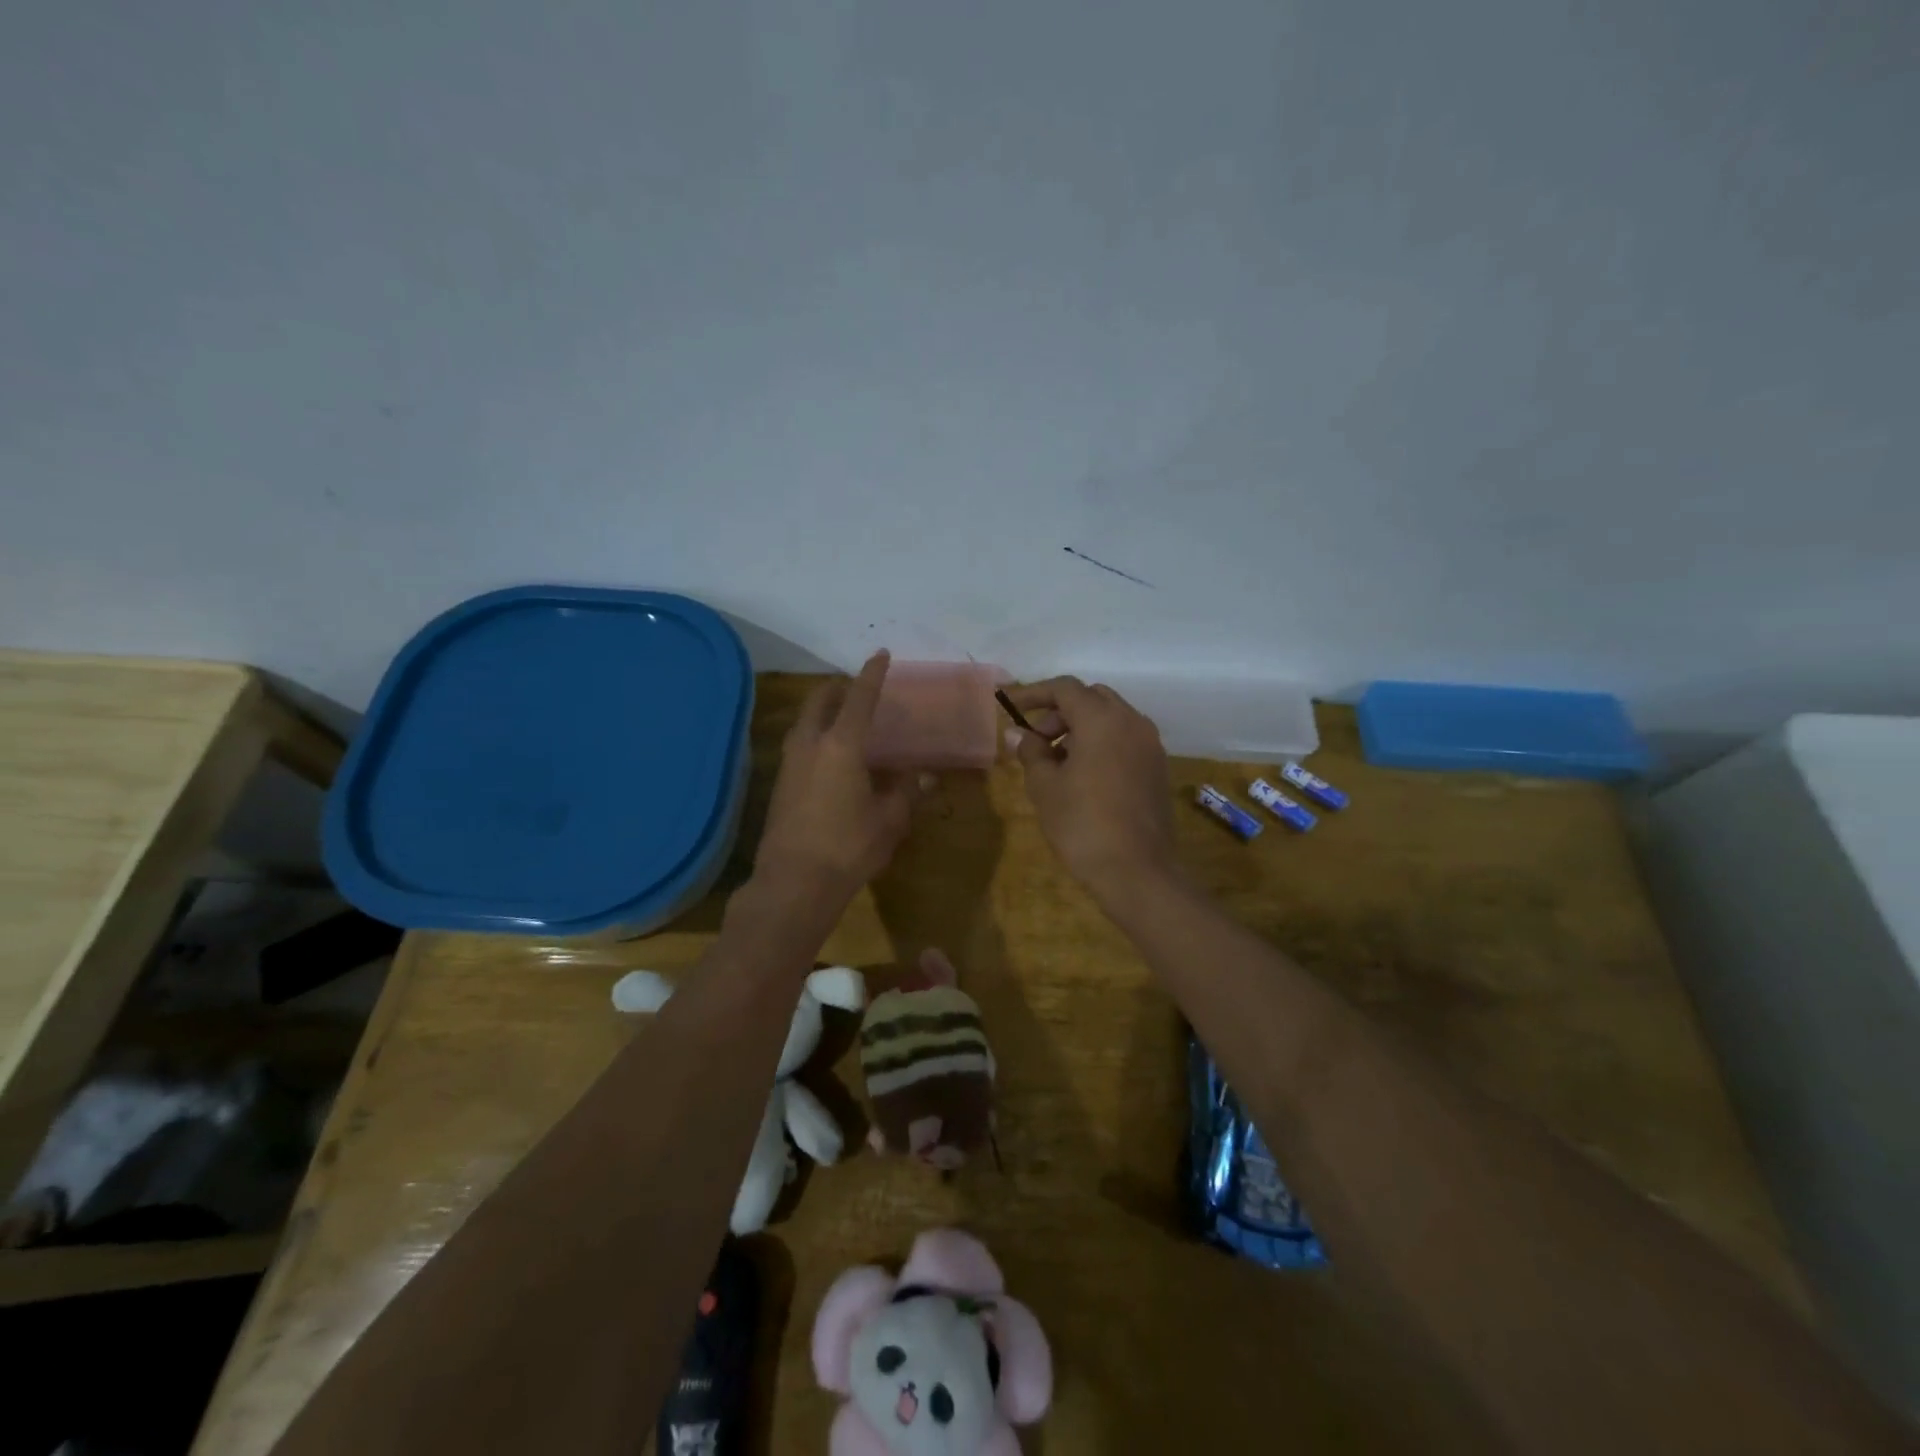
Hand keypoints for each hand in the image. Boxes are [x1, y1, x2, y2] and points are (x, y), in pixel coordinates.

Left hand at [754, 652, 929, 906]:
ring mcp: (789, 763)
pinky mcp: (780, 784)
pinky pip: (800, 744)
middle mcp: (810, 744)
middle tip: (861, 692)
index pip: (860, 697)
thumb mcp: (889, 819)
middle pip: (820, 700)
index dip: (872, 674)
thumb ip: (907, 791)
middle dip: (840, 688)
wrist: (793, 884)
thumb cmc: (848, 847)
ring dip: (825, 712)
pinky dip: (817, 736)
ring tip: (848, 722)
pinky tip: (833, 757)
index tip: (881, 654)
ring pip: (805, 721)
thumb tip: (925, 775)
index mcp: (841, 744)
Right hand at [1004, 677, 1177, 904]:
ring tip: (1056, 761)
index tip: (1010, 706)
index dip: (1034, 693)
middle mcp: (1131, 721)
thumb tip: (1017, 734)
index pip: (1065, 688)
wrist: (1136, 871)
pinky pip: (1125, 739)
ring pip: (1111, 718)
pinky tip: (1083, 775)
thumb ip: (1030, 751)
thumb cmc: (1082, 824)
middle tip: (1036, 740)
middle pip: (1091, 698)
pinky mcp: (1157, 767)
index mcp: (1102, 719)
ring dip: (1081, 728)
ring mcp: (1150, 744)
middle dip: (1060, 712)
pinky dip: (1101, 743)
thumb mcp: (1045, 786)